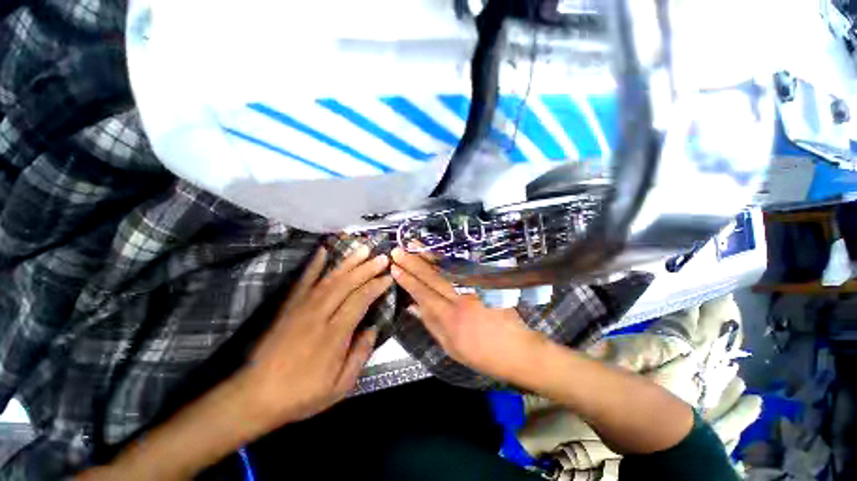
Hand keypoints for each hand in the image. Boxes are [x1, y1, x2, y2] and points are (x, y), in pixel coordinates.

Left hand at [242, 246, 390, 430]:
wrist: (255, 395)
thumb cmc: (302, 394)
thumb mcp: (339, 387)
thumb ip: (360, 356)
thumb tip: (373, 329)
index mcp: (334, 335)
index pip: (359, 300)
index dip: (375, 286)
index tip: (388, 277)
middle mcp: (319, 315)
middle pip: (347, 284)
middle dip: (366, 268)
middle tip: (382, 257)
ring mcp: (302, 307)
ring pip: (330, 278)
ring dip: (348, 262)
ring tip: (363, 248)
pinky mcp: (290, 306)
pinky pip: (304, 281)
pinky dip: (314, 265)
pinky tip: (323, 251)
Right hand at [390, 248, 543, 382]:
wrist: (517, 349)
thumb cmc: (481, 354)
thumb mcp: (451, 347)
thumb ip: (431, 324)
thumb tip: (413, 306)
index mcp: (450, 319)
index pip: (424, 294)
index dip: (408, 281)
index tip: (395, 268)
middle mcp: (460, 300)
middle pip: (432, 278)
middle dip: (413, 263)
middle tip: (398, 251)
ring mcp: (474, 289)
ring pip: (447, 269)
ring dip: (429, 256)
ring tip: (414, 245)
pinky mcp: (485, 283)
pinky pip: (463, 268)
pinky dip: (447, 259)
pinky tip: (438, 253)